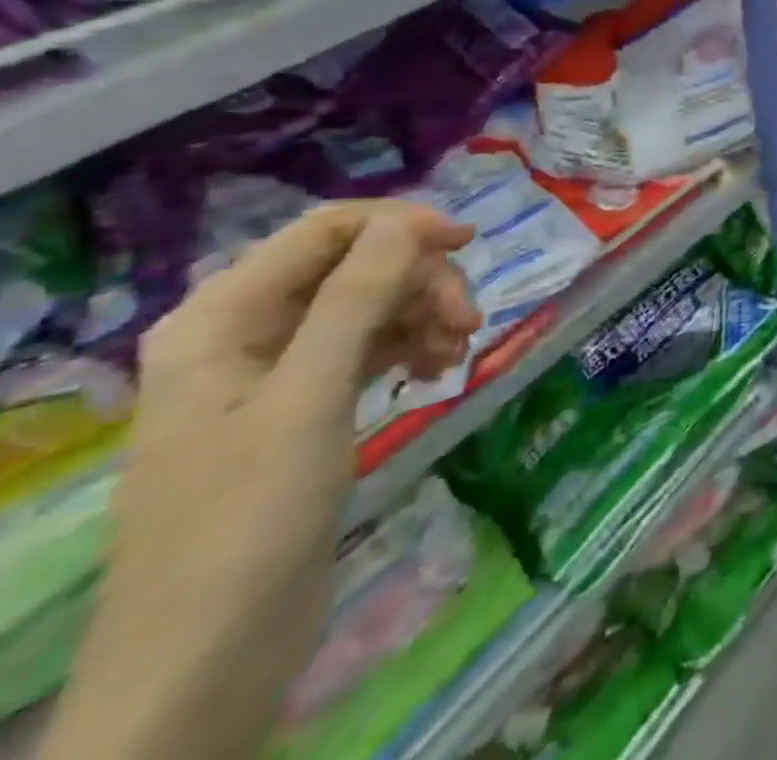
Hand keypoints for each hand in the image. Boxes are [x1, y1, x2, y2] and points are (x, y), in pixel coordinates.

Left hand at [44, 202, 478, 759]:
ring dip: (422, 314)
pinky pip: (367, 346)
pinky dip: (409, 346)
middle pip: (355, 265)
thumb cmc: (248, 518)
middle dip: (419, 282)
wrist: (208, 656)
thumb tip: (406, 221)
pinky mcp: (303, 406)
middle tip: (468, 321)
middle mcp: (244, 331)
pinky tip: (436, 369)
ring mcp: (275, 370)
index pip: (324, 230)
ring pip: (369, 304)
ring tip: (458, 352)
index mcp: (222, 317)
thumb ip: (356, 299)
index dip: (400, 225)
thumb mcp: (308, 398)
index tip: (469, 244)